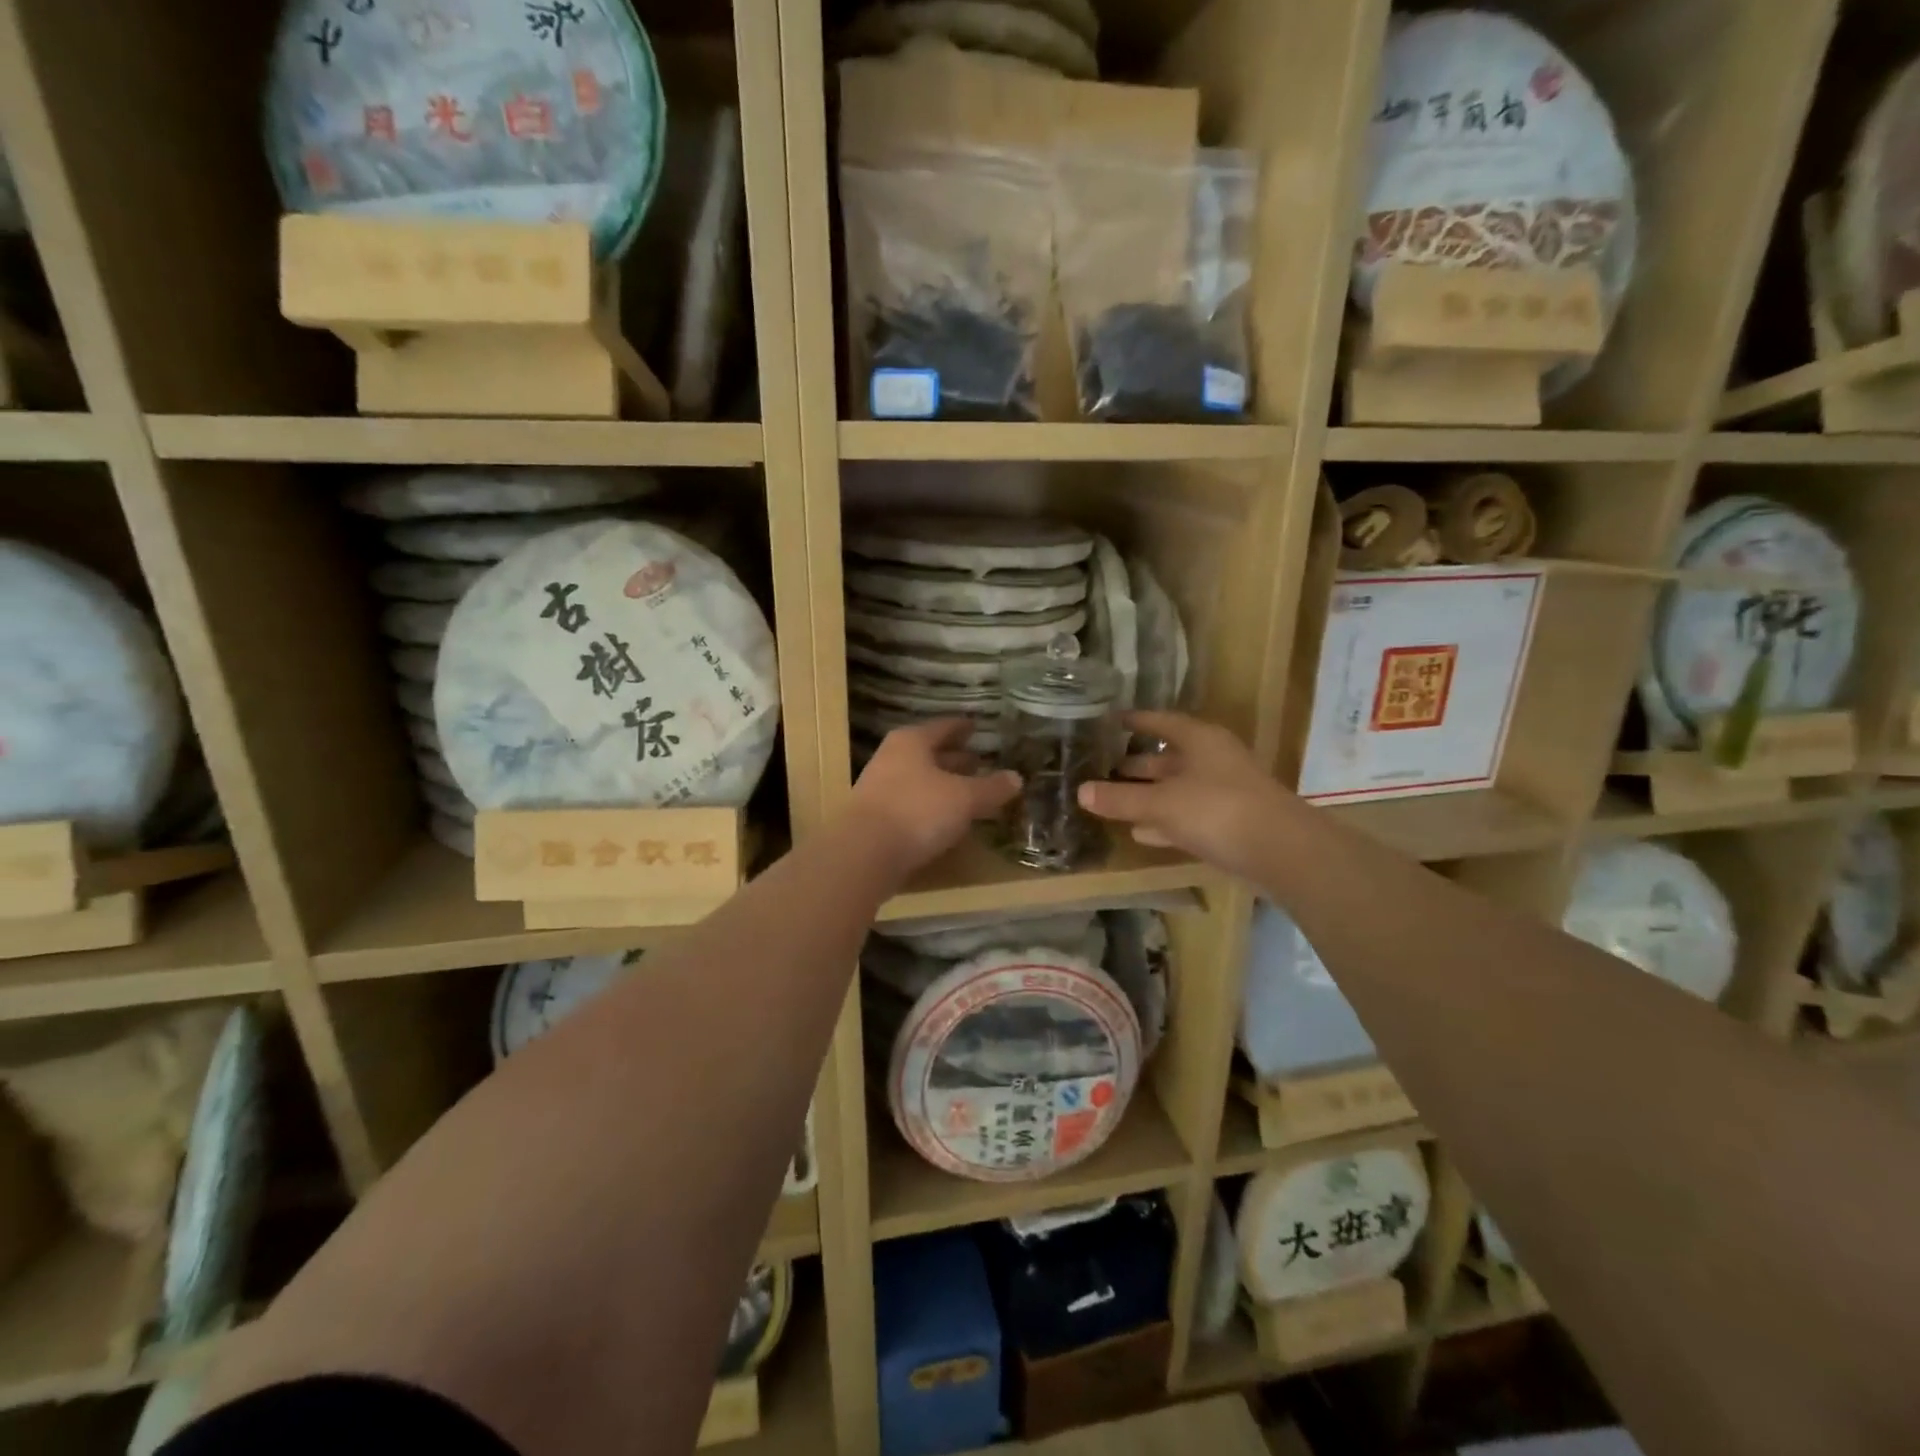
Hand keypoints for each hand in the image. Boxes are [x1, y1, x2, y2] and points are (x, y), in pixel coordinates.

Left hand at [849, 719, 1020, 870]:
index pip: (943, 727)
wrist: (864, 854)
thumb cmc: (918, 811)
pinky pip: (911, 805)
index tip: (976, 726)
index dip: (962, 727)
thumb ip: (991, 788)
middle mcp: (892, 758)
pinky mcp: (876, 819)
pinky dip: (930, 807)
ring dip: (942, 784)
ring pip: (919, 780)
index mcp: (911, 741)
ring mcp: (879, 789)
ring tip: (967, 792)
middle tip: (977, 761)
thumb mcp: (964, 798)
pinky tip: (946, 820)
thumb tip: (1016, 778)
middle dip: (953, 758)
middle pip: (928, 753)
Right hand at [1077, 711, 1294, 878]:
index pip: (1161, 721)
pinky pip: (1187, 815)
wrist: (1281, 851)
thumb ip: (1120, 798)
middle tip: (1101, 767)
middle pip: (1168, 757)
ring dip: (1148, 795)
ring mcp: (1223, 792)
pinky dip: (1164, 821)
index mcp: (1200, 740)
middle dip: (1136, 764)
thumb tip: (1080, 791)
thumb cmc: (1217, 810)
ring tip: (1112, 800)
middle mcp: (1212, 760)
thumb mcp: (1160, 803)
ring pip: (1176, 788)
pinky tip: (1141, 832)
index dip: (1135, 721)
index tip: (1109, 721)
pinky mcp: (1229, 823)